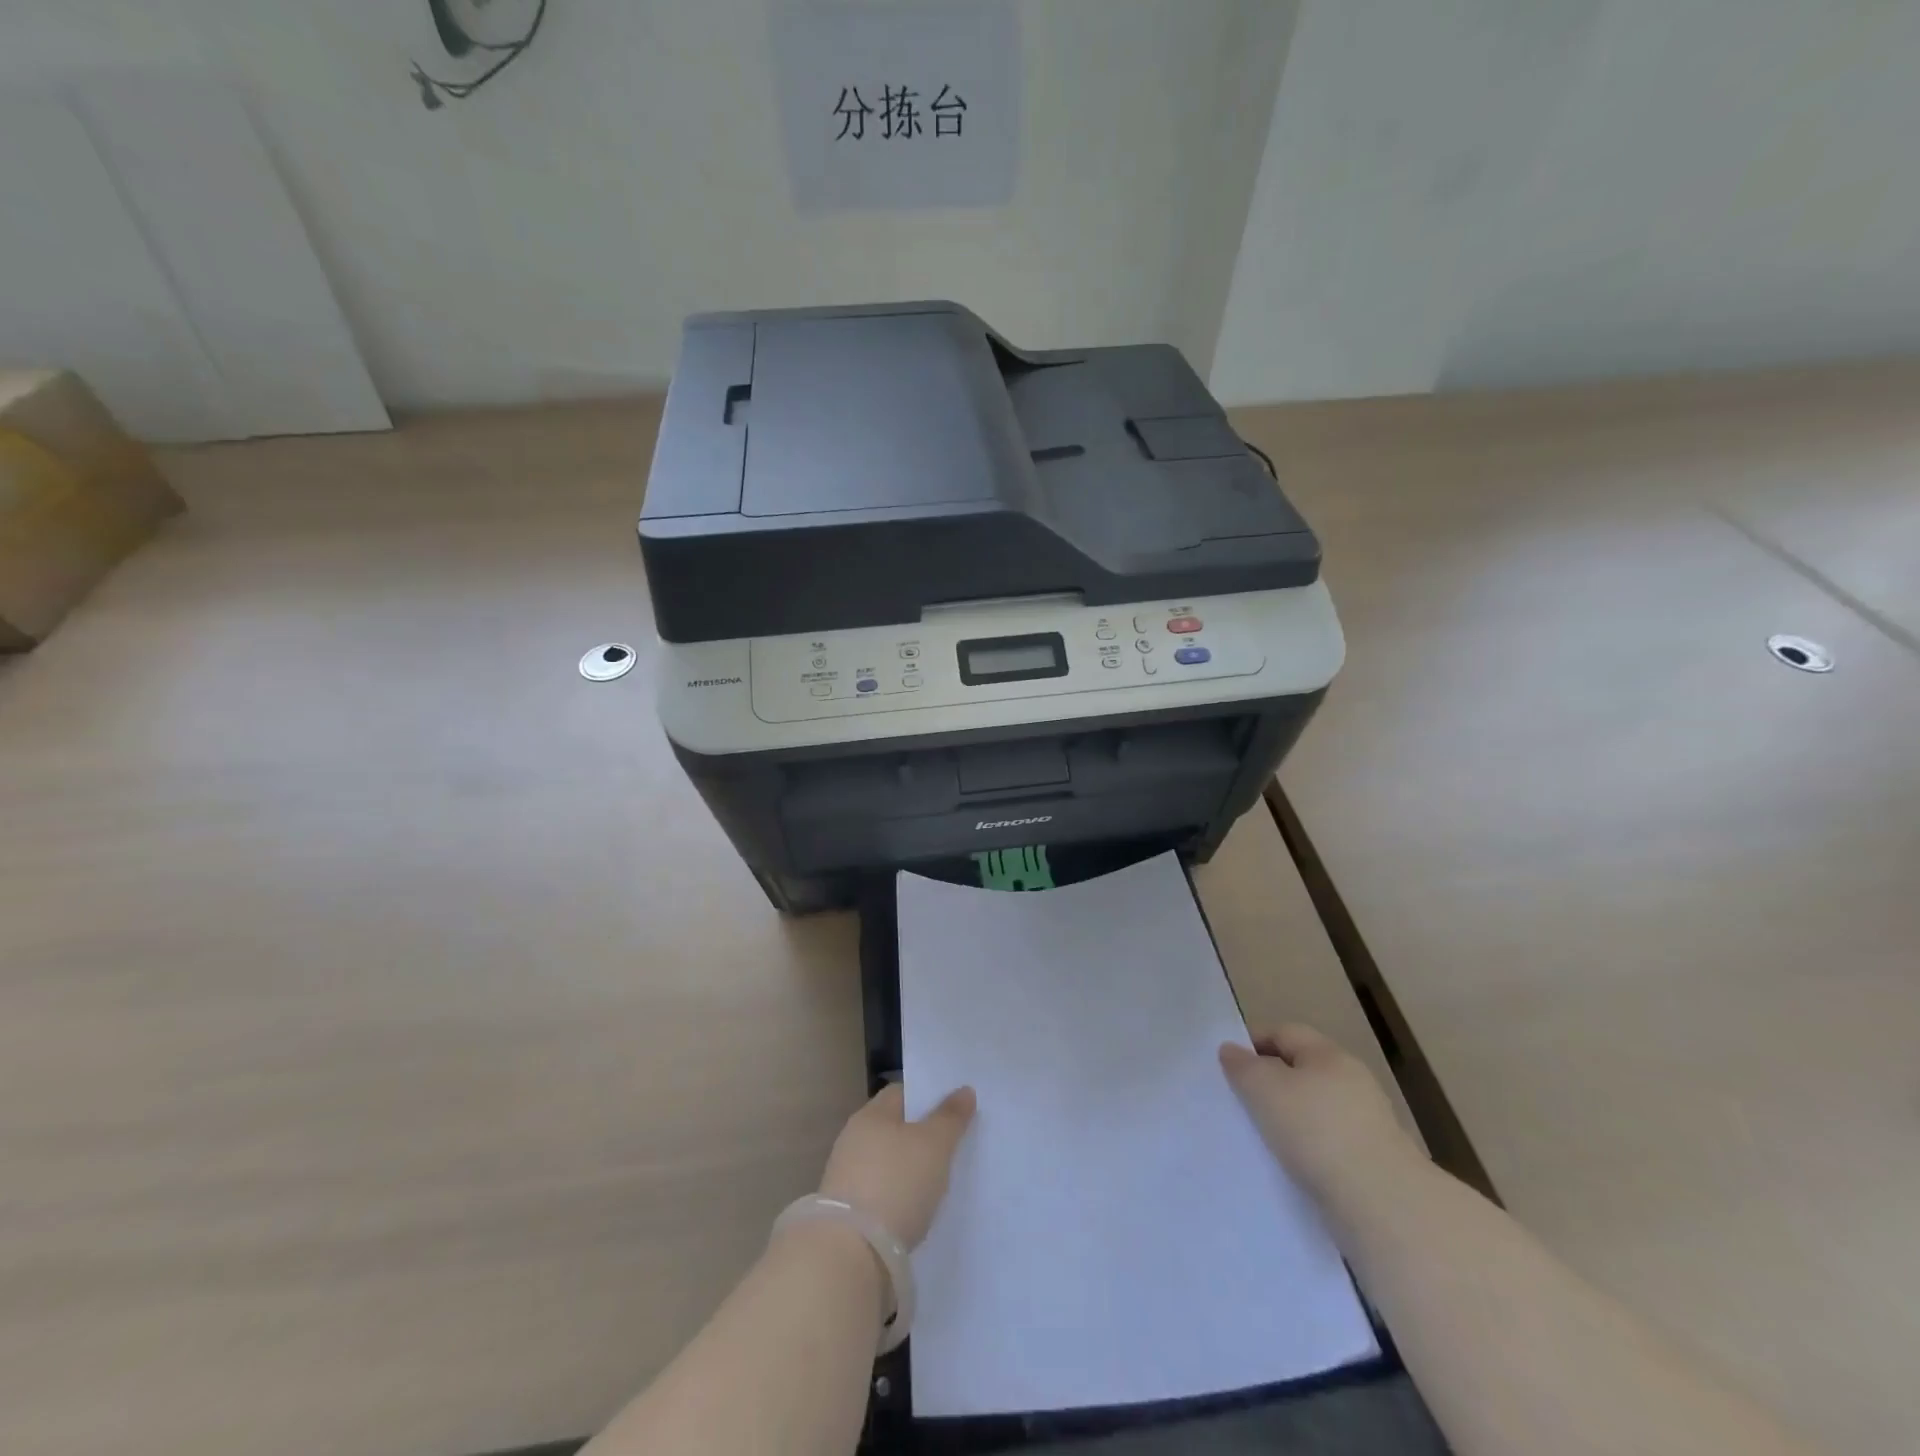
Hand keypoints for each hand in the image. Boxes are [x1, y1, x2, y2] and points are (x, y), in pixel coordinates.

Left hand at [819, 1083, 976, 1248]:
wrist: (851, 1254)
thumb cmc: (897, 1183)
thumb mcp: (935, 1145)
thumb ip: (950, 1117)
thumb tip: (964, 1090)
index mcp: (871, 1114)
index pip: (901, 1093)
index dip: (927, 1098)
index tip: (952, 1111)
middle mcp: (853, 1139)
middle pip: (893, 1128)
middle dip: (919, 1136)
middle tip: (951, 1147)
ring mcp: (845, 1176)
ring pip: (885, 1162)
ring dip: (906, 1169)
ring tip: (936, 1182)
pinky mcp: (845, 1213)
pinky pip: (878, 1192)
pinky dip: (896, 1196)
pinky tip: (914, 1210)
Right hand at [1220, 1024, 1421, 1209]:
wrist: (1382, 1205)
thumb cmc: (1316, 1131)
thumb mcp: (1264, 1089)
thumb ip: (1243, 1066)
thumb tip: (1231, 1050)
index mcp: (1329, 1054)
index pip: (1284, 1032)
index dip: (1253, 1043)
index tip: (1227, 1067)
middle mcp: (1352, 1080)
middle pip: (1301, 1070)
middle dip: (1270, 1083)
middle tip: (1241, 1102)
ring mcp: (1367, 1122)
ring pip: (1314, 1109)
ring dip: (1289, 1119)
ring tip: (1262, 1139)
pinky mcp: (1373, 1161)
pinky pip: (1328, 1143)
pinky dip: (1308, 1149)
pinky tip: (1292, 1166)